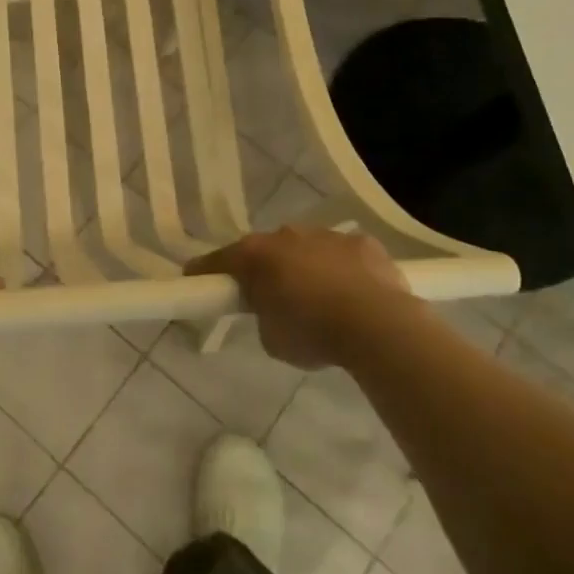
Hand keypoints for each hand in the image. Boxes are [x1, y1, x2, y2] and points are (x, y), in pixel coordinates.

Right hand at [185, 225, 416, 369]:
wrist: (378, 325)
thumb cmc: (312, 332)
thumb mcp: (271, 338)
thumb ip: (263, 316)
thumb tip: (272, 309)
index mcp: (255, 255)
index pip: (218, 260)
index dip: (205, 272)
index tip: (195, 279)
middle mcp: (286, 236)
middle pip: (266, 250)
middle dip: (266, 269)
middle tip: (270, 297)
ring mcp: (326, 235)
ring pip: (307, 249)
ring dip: (306, 267)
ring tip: (320, 299)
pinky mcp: (363, 243)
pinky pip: (344, 255)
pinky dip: (343, 270)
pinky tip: (354, 294)